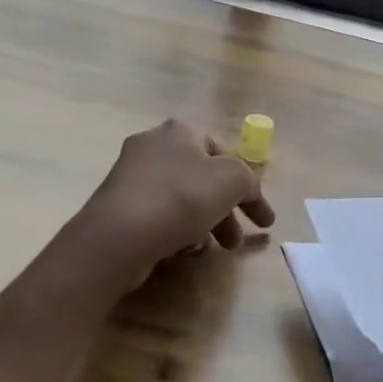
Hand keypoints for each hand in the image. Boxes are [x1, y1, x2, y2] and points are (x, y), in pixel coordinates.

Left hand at [77, 119, 275, 287]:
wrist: (120, 235)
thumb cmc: (181, 198)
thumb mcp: (232, 181)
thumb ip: (248, 180)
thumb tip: (246, 190)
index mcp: (180, 131)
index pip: (225, 154)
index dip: (250, 188)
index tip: (263, 222)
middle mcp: (153, 146)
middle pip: (203, 179)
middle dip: (226, 211)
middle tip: (235, 242)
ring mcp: (131, 176)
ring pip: (182, 199)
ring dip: (204, 223)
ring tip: (210, 250)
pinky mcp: (118, 205)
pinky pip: (159, 215)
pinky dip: (176, 230)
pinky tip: (183, 250)